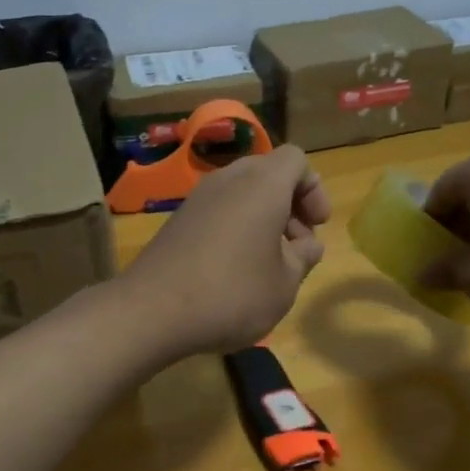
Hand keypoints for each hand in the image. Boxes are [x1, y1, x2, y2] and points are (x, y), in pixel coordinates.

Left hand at [121, 145, 332, 357]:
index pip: (296, 160)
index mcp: (262, 184)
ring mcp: (197, 198)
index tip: (317, 226)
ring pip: (242, 193)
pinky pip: (218, 211)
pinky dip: (235, 228)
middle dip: (290, 205)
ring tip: (269, 264)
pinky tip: (235, 270)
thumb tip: (306, 245)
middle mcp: (228, 179)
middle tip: (297, 247)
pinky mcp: (177, 221)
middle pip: (268, 173)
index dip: (314, 190)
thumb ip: (303, 257)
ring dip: (262, 219)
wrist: (152, 311)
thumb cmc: (233, 293)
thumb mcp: (285, 283)